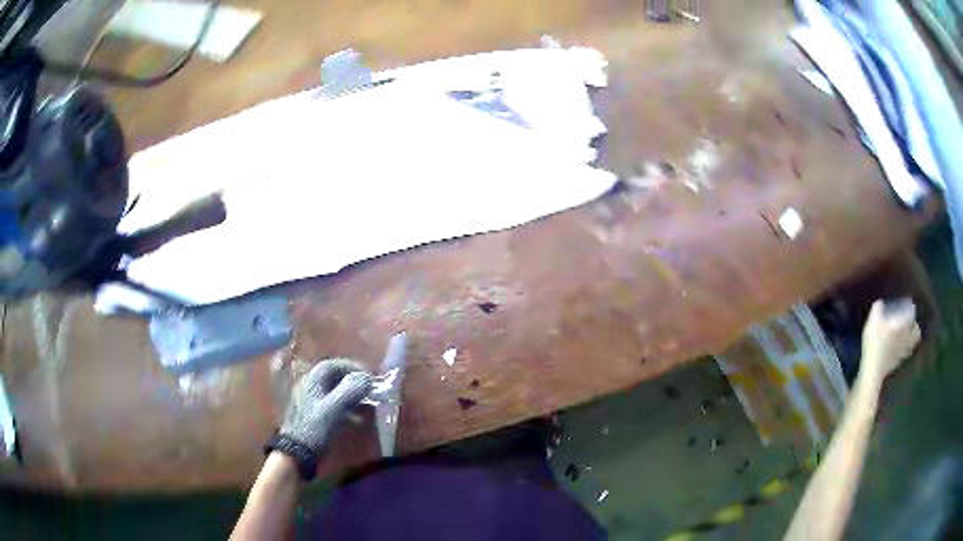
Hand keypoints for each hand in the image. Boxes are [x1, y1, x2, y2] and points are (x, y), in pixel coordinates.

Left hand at [271, 359, 371, 478]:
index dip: (352, 366)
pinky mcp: (314, 415)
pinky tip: (357, 419)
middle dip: (352, 380)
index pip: (333, 365)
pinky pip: (332, 405)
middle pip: (333, 377)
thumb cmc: (314, 427)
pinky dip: (346, 408)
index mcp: (312, 380)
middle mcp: (310, 386)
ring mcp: (311, 401)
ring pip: (334, 391)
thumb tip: (367, 377)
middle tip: (369, 388)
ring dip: (351, 395)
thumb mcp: (334, 409)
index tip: (368, 374)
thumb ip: (350, 391)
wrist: (297, 451)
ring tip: (366, 403)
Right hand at [860, 299, 920, 381]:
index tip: (910, 306)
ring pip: (912, 345)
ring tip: (907, 338)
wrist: (872, 371)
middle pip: (916, 333)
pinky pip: (905, 355)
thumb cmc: (874, 344)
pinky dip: (905, 352)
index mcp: (902, 326)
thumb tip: (880, 302)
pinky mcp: (897, 364)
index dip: (912, 310)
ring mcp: (902, 353)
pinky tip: (900, 351)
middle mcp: (906, 338)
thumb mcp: (872, 323)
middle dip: (915, 328)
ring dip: (911, 341)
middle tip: (911, 324)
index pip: (912, 315)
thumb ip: (877, 310)